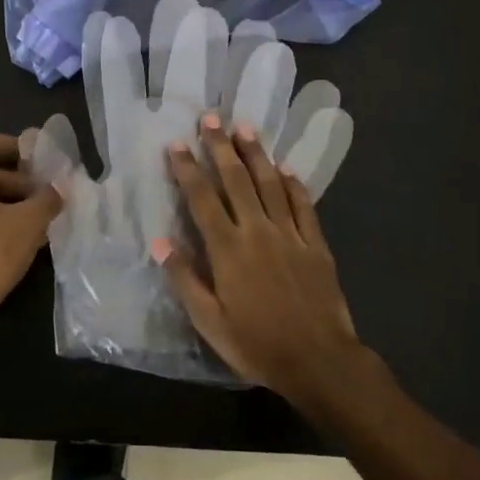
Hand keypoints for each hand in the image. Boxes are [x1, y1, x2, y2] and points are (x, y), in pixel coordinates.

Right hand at [156, 113, 367, 399]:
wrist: (319, 361)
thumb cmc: (257, 345)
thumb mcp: (210, 322)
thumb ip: (185, 279)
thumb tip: (160, 241)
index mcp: (228, 250)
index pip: (202, 199)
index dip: (188, 170)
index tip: (177, 144)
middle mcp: (258, 232)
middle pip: (237, 181)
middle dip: (221, 147)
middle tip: (211, 118)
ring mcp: (290, 235)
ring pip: (271, 184)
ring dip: (256, 154)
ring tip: (245, 128)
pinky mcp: (316, 245)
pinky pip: (304, 206)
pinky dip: (294, 184)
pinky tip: (287, 168)